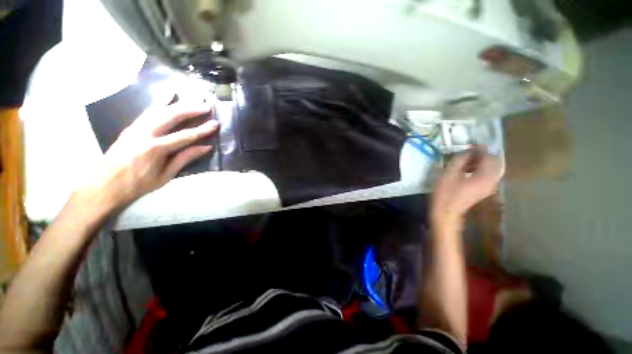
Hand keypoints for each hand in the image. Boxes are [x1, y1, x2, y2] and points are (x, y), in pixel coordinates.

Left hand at [93, 99, 218, 207]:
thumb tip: (205, 147)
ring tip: (192, 98)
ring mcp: (136, 128)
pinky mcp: (131, 126)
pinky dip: (160, 102)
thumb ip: (185, 158)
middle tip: (206, 105)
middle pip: (172, 116)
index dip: (202, 130)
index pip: (185, 136)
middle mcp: (145, 133)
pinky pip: (148, 111)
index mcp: (156, 149)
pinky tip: (168, 96)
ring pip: (160, 110)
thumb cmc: (139, 183)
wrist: (106, 184)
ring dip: (178, 103)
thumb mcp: (166, 175)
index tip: (215, 123)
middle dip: (191, 109)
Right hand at [431, 147, 502, 222]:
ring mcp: (489, 186)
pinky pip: (487, 175)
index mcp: (484, 177)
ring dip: (481, 161)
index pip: (490, 157)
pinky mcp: (484, 189)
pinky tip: (467, 168)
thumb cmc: (446, 193)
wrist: (447, 212)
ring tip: (466, 159)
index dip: (482, 149)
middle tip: (469, 151)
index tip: (471, 143)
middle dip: (483, 154)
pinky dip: (480, 168)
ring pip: (492, 168)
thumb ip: (459, 160)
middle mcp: (491, 181)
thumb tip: (466, 151)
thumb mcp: (449, 174)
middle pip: (494, 163)